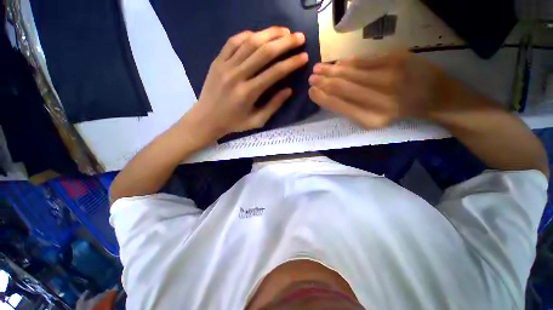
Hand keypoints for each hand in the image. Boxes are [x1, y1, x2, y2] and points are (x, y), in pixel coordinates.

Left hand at [182, 27, 308, 143]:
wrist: (206, 119)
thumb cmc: (234, 123)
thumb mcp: (257, 120)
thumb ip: (273, 105)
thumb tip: (289, 90)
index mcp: (248, 93)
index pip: (274, 72)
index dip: (291, 63)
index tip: (304, 56)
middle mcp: (237, 75)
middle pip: (264, 52)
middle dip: (285, 42)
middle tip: (299, 37)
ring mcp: (225, 65)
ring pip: (250, 42)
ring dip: (269, 33)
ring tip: (284, 31)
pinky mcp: (217, 60)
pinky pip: (233, 41)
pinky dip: (248, 35)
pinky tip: (259, 35)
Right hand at [308, 50, 446, 128]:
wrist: (433, 95)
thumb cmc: (398, 112)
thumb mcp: (372, 120)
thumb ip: (350, 110)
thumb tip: (327, 96)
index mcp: (371, 119)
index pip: (338, 105)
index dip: (321, 97)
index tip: (311, 91)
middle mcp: (379, 99)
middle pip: (341, 87)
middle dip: (322, 82)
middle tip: (311, 78)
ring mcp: (389, 77)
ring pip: (349, 72)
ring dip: (330, 70)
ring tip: (317, 68)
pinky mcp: (396, 59)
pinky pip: (363, 60)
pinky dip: (346, 62)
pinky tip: (336, 63)